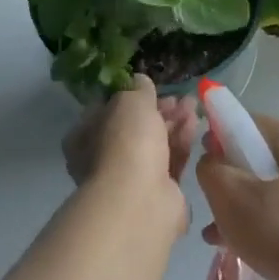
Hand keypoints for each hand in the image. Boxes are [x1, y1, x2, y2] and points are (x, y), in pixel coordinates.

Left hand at [64, 77, 199, 219]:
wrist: (141, 200)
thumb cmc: (125, 143)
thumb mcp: (130, 102)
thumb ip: (137, 89)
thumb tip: (139, 80)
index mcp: (84, 138)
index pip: (106, 111)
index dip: (130, 97)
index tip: (151, 88)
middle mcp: (102, 159)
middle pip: (134, 128)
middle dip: (159, 110)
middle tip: (180, 98)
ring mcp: (130, 179)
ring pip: (155, 144)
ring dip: (174, 123)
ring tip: (193, 105)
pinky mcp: (157, 193)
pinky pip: (170, 162)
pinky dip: (181, 142)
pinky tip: (194, 125)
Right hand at [197, 115, 278, 279]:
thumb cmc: (277, 229)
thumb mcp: (228, 194)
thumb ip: (210, 168)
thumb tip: (212, 161)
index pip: (246, 121)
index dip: (218, 136)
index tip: (203, 161)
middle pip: (256, 155)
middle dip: (228, 176)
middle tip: (210, 199)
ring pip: (267, 186)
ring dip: (239, 203)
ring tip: (215, 230)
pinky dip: (259, 220)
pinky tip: (235, 245)